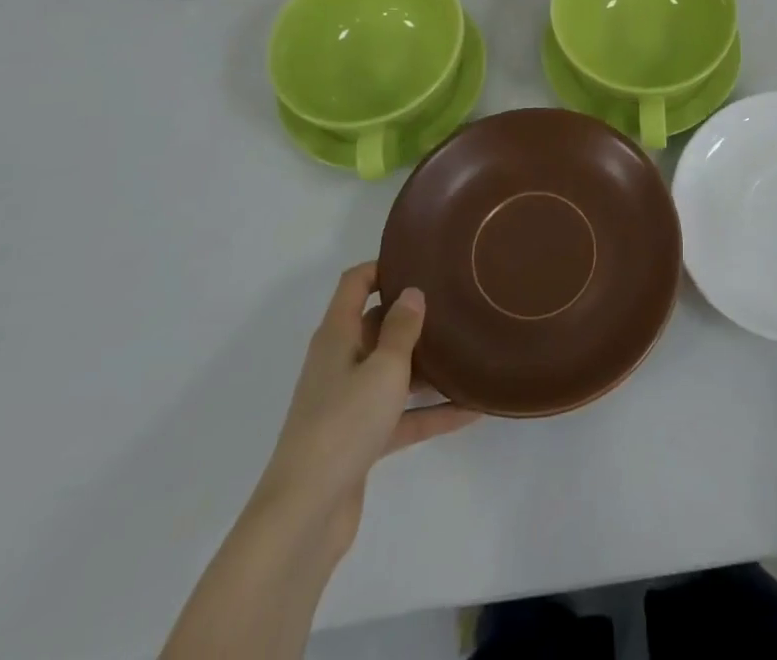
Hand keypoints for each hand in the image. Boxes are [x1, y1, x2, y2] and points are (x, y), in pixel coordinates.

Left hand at [266, 262, 477, 563]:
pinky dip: (431, 412)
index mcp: (337, 336)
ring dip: (427, 366)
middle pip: (377, 326)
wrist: (304, 515)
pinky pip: (402, 415)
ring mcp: (348, 404)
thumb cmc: (343, 424)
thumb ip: (402, 328)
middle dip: (413, 316)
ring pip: (392, 372)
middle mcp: (340, 363)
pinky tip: (472, 410)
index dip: (382, 267)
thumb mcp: (383, 367)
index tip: (421, 261)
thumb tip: (412, 293)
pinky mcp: (360, 441)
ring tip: (470, 351)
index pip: (355, 284)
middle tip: (456, 303)